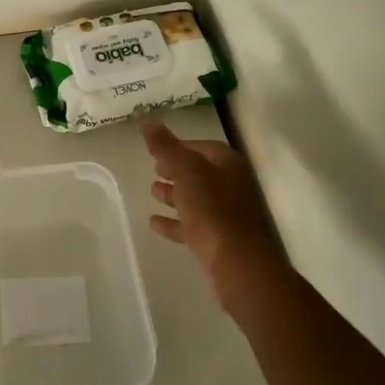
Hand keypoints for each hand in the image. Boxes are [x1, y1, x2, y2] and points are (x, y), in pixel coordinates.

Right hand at [142, 118, 288, 311]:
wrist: (236, 263)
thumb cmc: (211, 209)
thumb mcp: (185, 170)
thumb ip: (166, 146)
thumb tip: (148, 121)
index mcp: (228, 164)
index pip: (202, 147)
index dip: (179, 146)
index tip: (157, 150)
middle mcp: (231, 186)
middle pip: (200, 173)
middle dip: (177, 170)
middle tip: (154, 169)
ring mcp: (226, 215)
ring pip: (196, 199)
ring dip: (174, 195)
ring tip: (152, 192)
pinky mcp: (218, 240)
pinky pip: (192, 225)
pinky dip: (174, 222)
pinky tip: (154, 222)